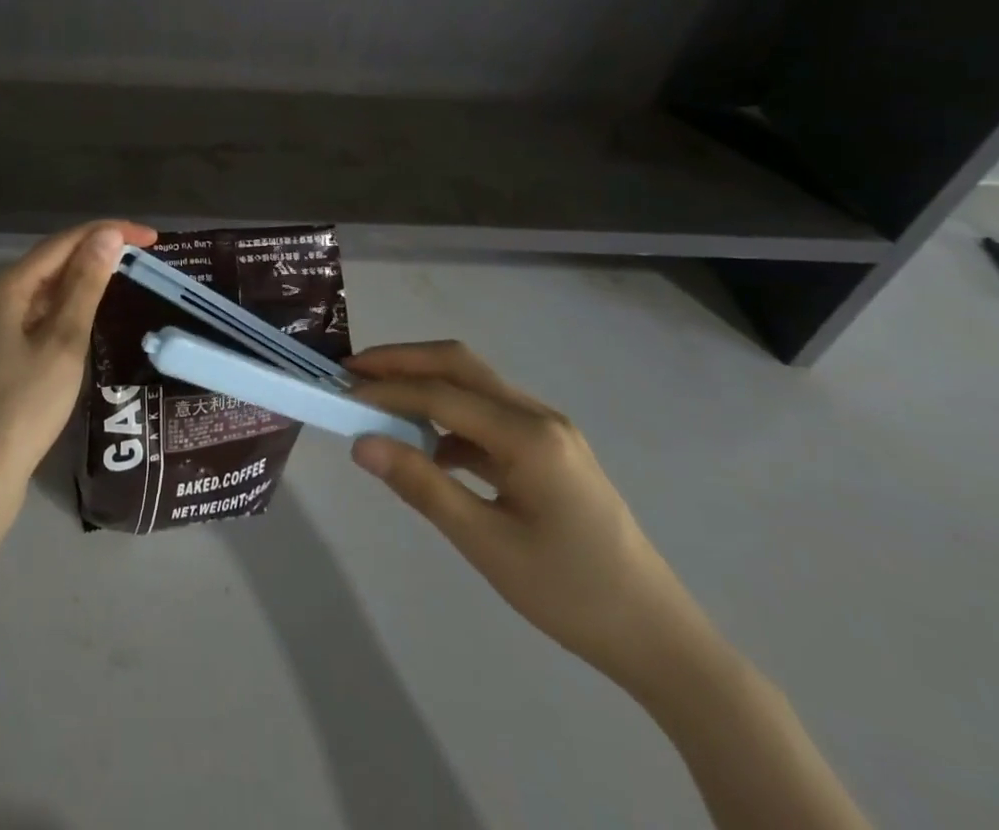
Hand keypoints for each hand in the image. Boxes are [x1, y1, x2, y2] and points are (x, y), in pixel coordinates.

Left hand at [0, 220, 156, 500]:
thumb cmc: (25, 406)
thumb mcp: (64, 342)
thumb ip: (86, 285)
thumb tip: (107, 236)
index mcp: (3, 288)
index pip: (62, 243)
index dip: (107, 232)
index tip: (150, 237)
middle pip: (49, 261)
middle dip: (94, 252)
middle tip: (141, 256)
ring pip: (41, 288)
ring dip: (79, 279)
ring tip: (122, 277)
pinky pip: (33, 312)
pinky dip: (63, 306)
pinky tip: (85, 313)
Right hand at [348, 340, 717, 693]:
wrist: (658, 638)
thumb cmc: (571, 594)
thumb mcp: (487, 545)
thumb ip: (422, 486)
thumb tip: (361, 444)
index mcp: (528, 435)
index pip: (441, 394)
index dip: (386, 390)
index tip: (340, 391)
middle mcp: (538, 416)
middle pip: (459, 364)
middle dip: (403, 361)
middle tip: (352, 371)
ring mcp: (548, 429)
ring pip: (474, 384)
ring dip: (425, 383)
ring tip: (379, 400)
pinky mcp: (548, 449)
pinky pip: (488, 414)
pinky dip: (449, 416)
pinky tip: (429, 446)